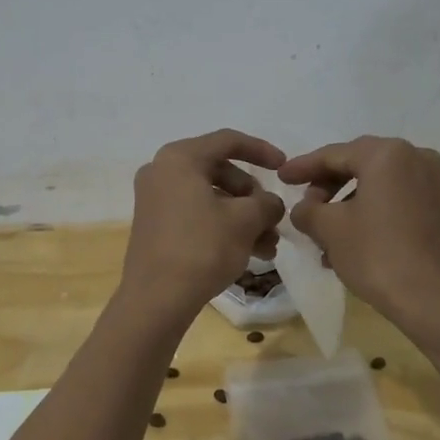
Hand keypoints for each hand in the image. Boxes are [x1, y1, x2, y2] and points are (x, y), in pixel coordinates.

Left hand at [120, 130, 286, 321]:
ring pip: (211, 198)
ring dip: (243, 219)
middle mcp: (161, 172)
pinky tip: (248, 254)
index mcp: (179, 158)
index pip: (228, 141)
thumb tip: (270, 205)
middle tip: (273, 219)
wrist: (156, 299)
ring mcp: (155, 200)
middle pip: (220, 171)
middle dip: (252, 197)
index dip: (261, 151)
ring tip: (268, 247)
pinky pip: (196, 215)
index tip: (284, 167)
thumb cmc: (202, 248)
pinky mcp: (155, 226)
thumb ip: (266, 204)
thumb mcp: (245, 221)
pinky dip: (222, 228)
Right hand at [278, 136, 439, 334]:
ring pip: (376, 185)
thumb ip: (307, 210)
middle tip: (303, 206)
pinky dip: (369, 213)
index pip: (333, 154)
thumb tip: (304, 208)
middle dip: (326, 187)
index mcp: (386, 154)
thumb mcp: (329, 229)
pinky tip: (349, 243)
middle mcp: (414, 157)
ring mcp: (432, 182)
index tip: (280, 178)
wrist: (437, 301)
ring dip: (345, 205)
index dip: (302, 167)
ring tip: (322, 235)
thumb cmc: (378, 256)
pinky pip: (394, 200)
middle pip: (357, 165)